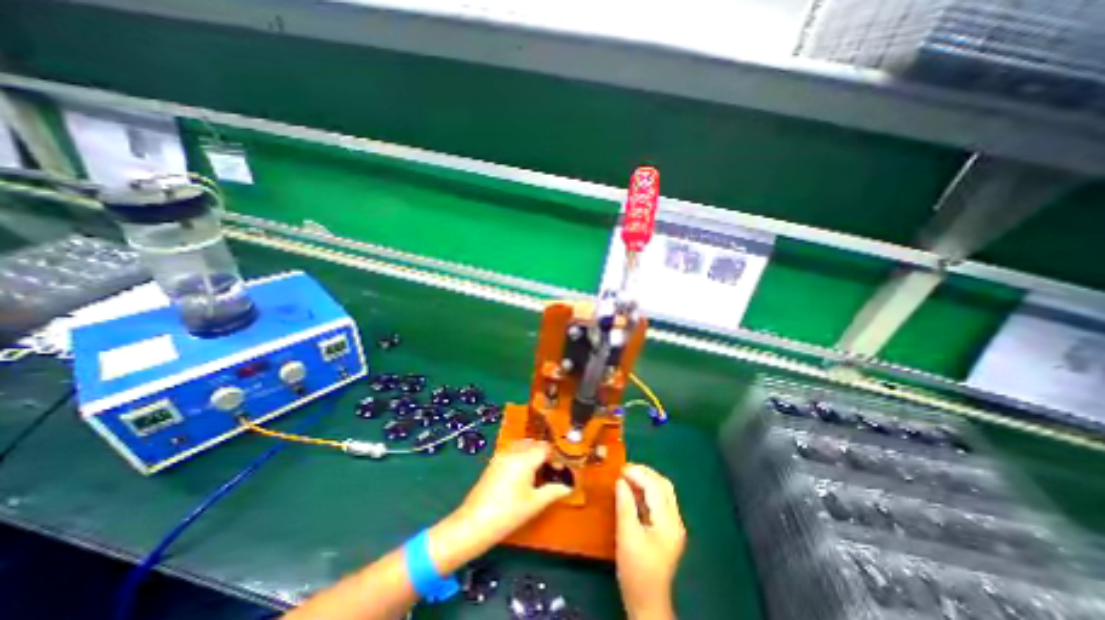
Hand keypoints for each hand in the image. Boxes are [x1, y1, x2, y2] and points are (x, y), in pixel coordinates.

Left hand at [450, 438, 573, 549]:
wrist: (475, 523)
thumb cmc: (508, 513)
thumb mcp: (535, 504)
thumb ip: (553, 491)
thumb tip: (568, 487)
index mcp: (525, 459)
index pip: (545, 448)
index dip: (555, 456)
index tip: (560, 469)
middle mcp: (513, 452)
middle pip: (533, 443)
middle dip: (544, 452)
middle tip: (550, 469)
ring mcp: (501, 456)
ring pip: (522, 445)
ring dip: (532, 452)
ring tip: (537, 470)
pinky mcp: (493, 462)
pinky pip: (512, 451)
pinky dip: (521, 455)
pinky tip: (522, 473)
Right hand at [614, 466, 682, 618]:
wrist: (647, 602)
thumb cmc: (636, 570)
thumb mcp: (627, 535)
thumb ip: (625, 505)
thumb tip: (620, 480)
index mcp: (668, 522)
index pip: (655, 487)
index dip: (638, 474)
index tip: (620, 469)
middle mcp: (675, 520)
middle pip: (663, 485)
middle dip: (644, 473)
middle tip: (624, 469)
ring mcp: (673, 525)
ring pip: (663, 492)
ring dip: (646, 480)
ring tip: (627, 476)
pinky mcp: (667, 530)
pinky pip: (659, 502)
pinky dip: (646, 492)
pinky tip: (632, 491)